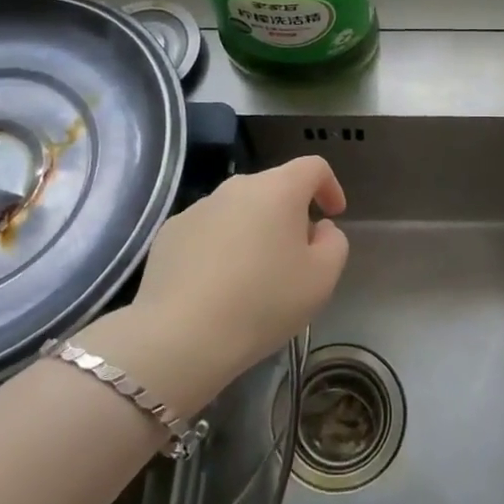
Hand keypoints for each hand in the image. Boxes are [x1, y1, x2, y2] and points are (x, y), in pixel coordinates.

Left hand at [121, 157, 350, 400]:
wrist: (181, 336)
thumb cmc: (263, 303)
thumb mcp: (322, 279)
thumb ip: (334, 243)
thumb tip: (318, 228)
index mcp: (278, 189)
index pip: (313, 167)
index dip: (330, 186)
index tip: (333, 215)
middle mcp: (236, 187)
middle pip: (273, 187)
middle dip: (290, 213)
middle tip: (296, 254)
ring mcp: (198, 208)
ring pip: (238, 209)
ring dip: (253, 230)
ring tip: (253, 275)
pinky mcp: (169, 233)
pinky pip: (207, 230)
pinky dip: (220, 246)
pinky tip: (217, 285)